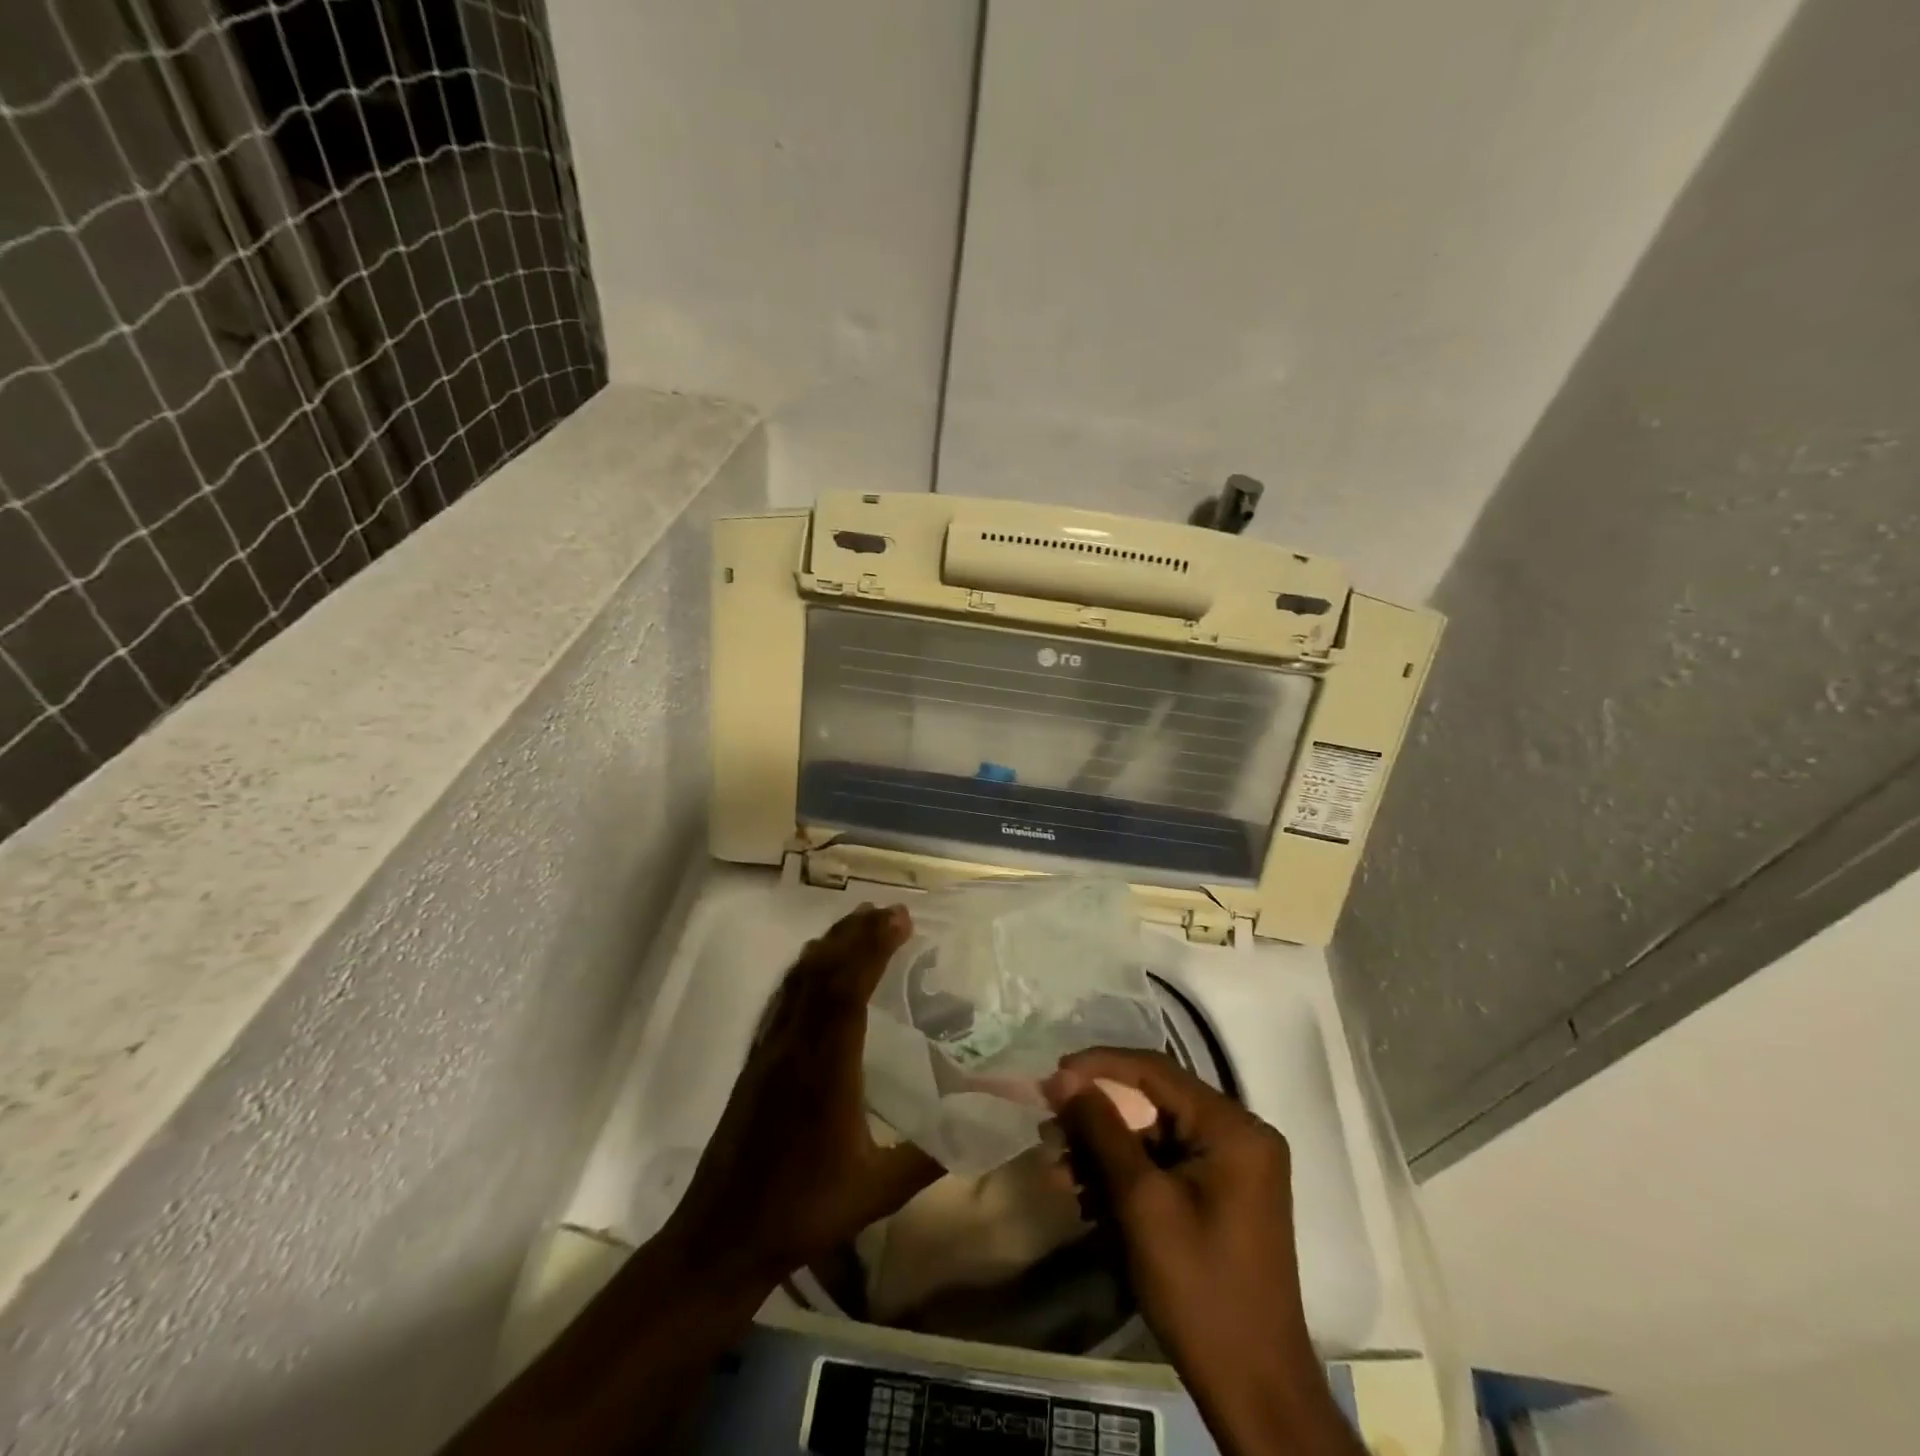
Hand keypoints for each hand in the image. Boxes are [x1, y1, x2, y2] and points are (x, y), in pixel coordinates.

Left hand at [661, 904, 940, 1289]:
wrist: (722, 1236)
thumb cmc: (802, 1212)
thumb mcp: (877, 1191)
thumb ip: (929, 1156)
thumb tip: (981, 1124)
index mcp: (825, 1069)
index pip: (847, 990)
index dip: (872, 947)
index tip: (900, 918)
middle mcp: (794, 1046)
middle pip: (822, 972)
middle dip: (856, 934)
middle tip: (890, 911)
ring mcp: (770, 1049)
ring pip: (799, 980)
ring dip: (830, 945)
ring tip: (859, 922)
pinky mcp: (757, 1059)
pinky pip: (784, 997)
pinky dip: (805, 969)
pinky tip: (815, 965)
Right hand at [1049, 1050, 1359, 1455]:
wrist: (1254, 1391)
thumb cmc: (1199, 1289)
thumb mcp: (1142, 1203)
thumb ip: (1102, 1130)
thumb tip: (1064, 1078)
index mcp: (1233, 1128)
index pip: (1155, 1070)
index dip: (1099, 1066)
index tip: (1052, 1076)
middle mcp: (1238, 1135)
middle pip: (1153, 1103)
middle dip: (1097, 1117)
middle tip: (1050, 1130)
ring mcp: (1232, 1167)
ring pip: (1153, 1136)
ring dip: (1104, 1151)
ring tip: (1059, 1170)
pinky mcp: (1220, 1195)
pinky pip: (1164, 1165)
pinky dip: (1125, 1176)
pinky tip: (1086, 1196)